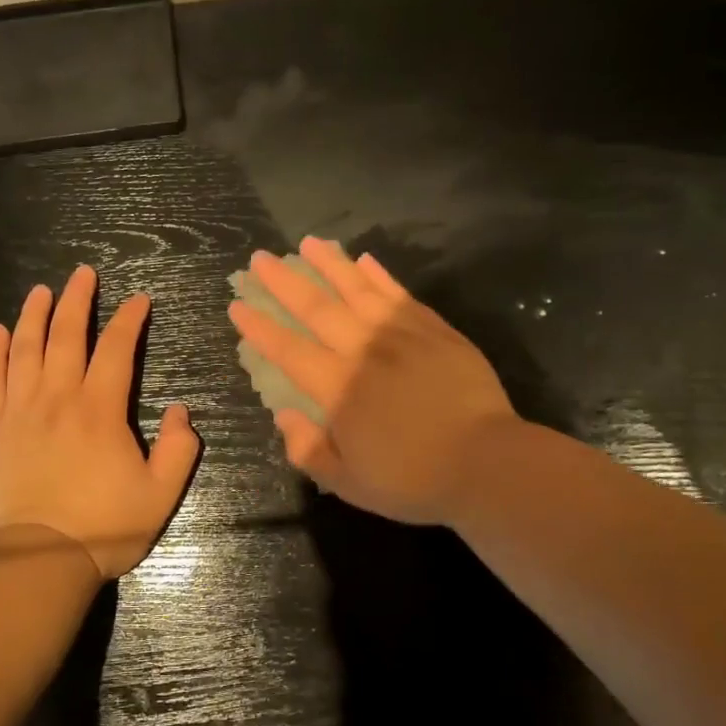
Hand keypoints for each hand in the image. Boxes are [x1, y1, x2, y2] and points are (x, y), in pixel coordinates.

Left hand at [0, 264, 200, 579]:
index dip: (129, 319)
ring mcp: (20, 411)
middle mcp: (58, 398)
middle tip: (83, 273)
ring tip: (41, 290)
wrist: (38, 558)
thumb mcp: (160, 494)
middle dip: (77, 300)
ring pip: (25, 349)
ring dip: (34, 315)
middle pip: (66, 335)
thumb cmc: (104, 526)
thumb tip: (182, 411)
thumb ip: (180, 449)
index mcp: (100, 409)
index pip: (116, 349)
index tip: (139, 299)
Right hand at [228, 237, 517, 526]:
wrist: (487, 464)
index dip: (260, 327)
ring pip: (357, 289)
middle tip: (260, 259)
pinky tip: (363, 260)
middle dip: (284, 281)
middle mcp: (364, 351)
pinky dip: (378, 275)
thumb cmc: (414, 479)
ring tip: (306, 242)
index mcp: (339, 388)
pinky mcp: (434, 329)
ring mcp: (402, 334)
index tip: (237, 304)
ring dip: (328, 264)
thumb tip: (283, 416)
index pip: (288, 350)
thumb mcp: (349, 483)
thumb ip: (309, 449)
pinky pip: (398, 294)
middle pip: (317, 308)